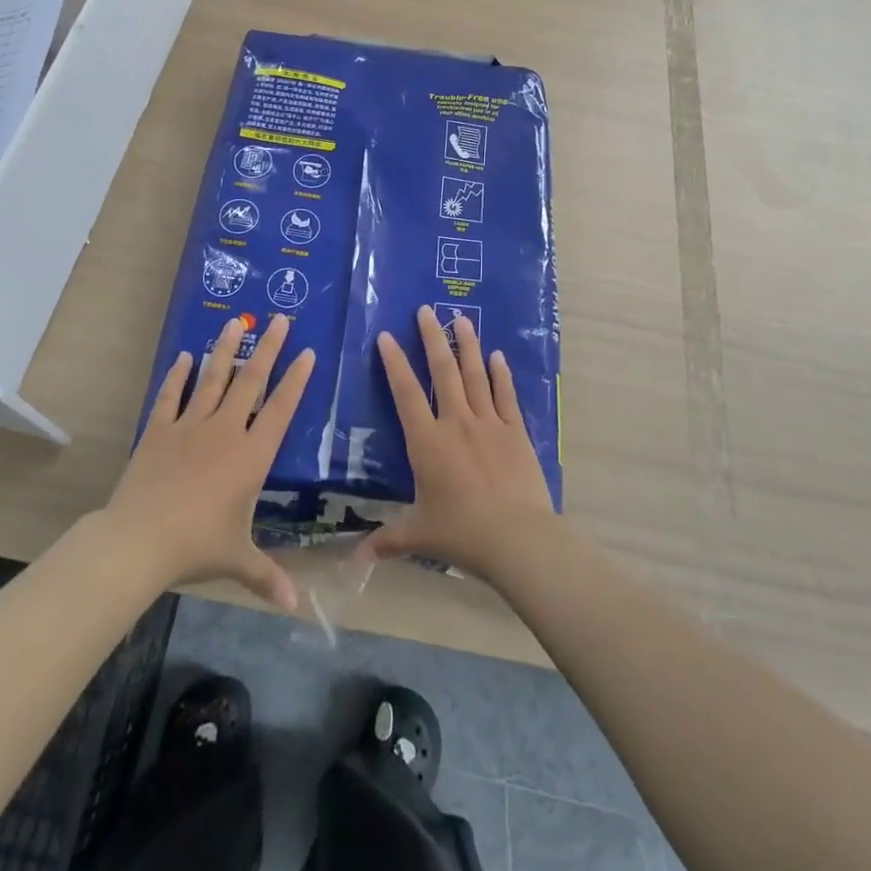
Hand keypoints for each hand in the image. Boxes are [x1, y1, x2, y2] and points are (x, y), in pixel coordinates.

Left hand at [105, 314, 313, 609]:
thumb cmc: (197, 546)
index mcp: (251, 456)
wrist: (139, 540)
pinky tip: (186, 355)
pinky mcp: (159, 430)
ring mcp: (190, 426)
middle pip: (251, 381)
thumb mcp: (238, 560)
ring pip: (213, 378)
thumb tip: (296, 608)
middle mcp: (225, 431)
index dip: (296, 380)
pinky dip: (179, 375)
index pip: (281, 409)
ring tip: (236, 322)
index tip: (308, 352)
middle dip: (268, 348)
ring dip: (226, 349)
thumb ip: (268, 577)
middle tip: (281, 320)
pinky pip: (172, 396)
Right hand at [364, 305, 554, 579]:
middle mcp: (456, 422)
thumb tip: (354, 561)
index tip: (387, 336)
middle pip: (442, 371)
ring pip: (475, 375)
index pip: (406, 393)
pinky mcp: (515, 431)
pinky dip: (501, 374)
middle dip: (432, 338)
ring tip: (461, 319)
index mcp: (427, 442)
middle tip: (426, 310)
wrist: (516, 537)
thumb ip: (386, 541)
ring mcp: (488, 423)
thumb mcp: (419, 534)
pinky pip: (506, 395)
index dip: (394, 363)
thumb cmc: (461, 533)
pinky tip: (498, 355)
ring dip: (467, 345)